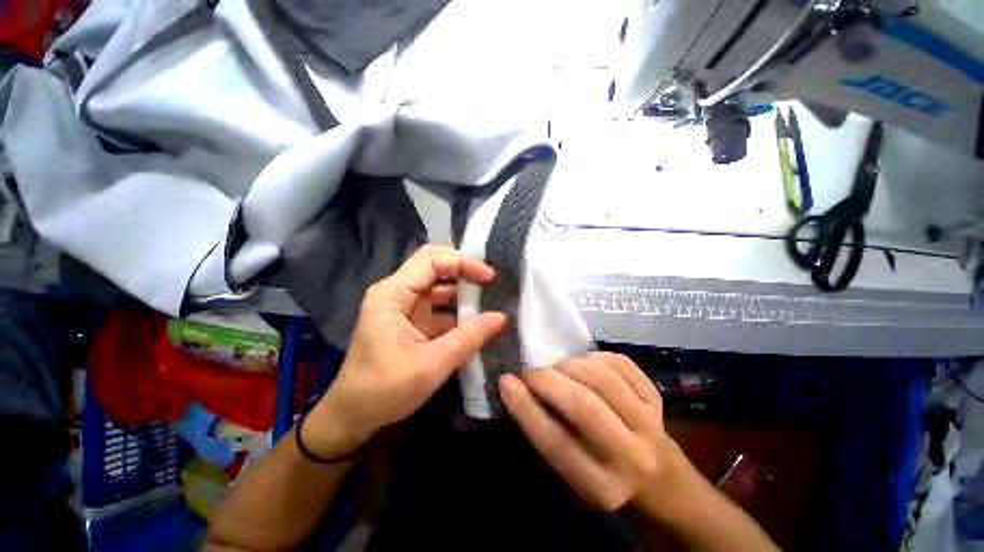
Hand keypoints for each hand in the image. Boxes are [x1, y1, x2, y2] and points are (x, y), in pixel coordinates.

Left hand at [304, 245, 507, 457]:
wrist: (353, 417)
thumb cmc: (383, 390)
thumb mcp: (431, 365)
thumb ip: (468, 338)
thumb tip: (501, 317)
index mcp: (393, 294)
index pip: (431, 261)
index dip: (462, 263)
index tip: (489, 276)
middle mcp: (398, 293)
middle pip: (435, 267)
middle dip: (464, 271)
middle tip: (492, 281)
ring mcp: (406, 308)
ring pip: (440, 287)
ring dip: (464, 293)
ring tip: (492, 299)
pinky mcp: (414, 322)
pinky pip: (441, 308)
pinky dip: (460, 312)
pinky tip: (479, 320)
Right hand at [500, 353, 679, 510]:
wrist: (660, 476)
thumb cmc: (602, 471)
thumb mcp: (571, 468)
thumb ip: (546, 431)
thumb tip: (516, 387)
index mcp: (601, 486)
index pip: (556, 443)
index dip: (526, 408)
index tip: (506, 381)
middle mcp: (630, 457)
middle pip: (584, 406)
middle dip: (548, 380)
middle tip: (530, 372)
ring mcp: (649, 422)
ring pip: (601, 378)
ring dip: (570, 365)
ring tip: (558, 369)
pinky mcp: (656, 397)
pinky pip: (618, 363)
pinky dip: (594, 358)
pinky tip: (585, 365)